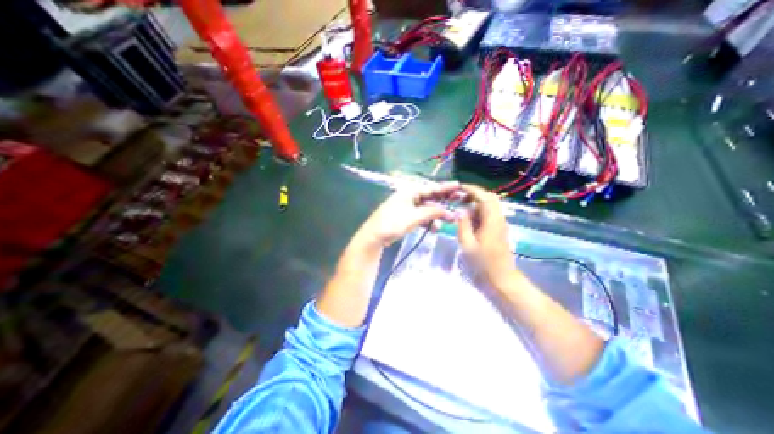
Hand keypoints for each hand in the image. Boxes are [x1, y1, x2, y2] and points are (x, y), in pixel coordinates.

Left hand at [357, 180, 457, 247]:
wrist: (374, 236)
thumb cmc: (393, 222)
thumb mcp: (414, 216)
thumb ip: (431, 212)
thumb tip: (446, 210)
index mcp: (409, 192)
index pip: (431, 188)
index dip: (445, 188)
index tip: (458, 186)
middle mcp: (409, 197)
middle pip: (430, 197)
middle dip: (444, 200)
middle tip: (459, 199)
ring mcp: (407, 208)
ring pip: (426, 208)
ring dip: (437, 213)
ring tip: (451, 219)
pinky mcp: (405, 218)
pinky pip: (420, 217)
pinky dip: (428, 221)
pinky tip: (435, 228)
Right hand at [456, 184, 515, 288]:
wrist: (502, 279)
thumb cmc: (483, 264)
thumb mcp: (467, 245)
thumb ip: (463, 225)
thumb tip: (460, 211)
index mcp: (492, 221)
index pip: (485, 197)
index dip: (472, 190)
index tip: (459, 188)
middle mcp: (498, 219)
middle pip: (490, 199)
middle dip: (474, 195)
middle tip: (459, 197)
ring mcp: (500, 225)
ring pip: (489, 207)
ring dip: (475, 204)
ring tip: (460, 208)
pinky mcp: (498, 230)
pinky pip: (488, 215)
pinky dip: (478, 213)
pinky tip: (468, 220)